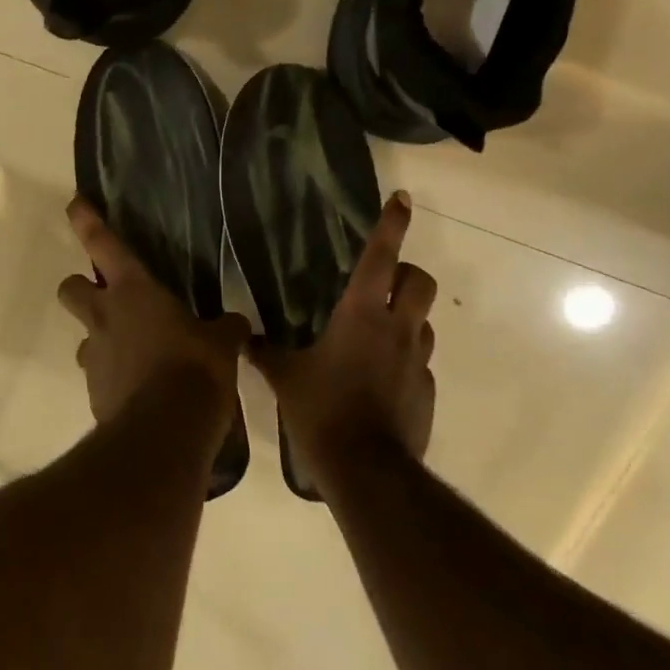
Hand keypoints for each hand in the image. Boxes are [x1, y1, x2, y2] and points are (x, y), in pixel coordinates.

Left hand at [57, 198, 248, 427]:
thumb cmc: (194, 370)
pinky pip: (99, 376)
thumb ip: (225, 328)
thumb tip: (236, 325)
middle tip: (106, 298)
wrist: (165, 433)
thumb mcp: (221, 344)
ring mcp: (94, 357)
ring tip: (136, 354)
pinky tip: (142, 391)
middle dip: (81, 288)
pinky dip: (115, 378)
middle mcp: (104, 317)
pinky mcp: (94, 393)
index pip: (103, 244)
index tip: (74, 204)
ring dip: (101, 340)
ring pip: (84, 337)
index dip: (86, 221)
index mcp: (133, 291)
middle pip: (71, 288)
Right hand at [250, 194, 436, 493]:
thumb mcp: (284, 378)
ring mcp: (417, 361)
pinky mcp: (426, 391)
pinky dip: (404, 359)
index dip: (391, 225)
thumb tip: (243, 338)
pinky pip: (419, 362)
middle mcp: (397, 329)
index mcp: (361, 315)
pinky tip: (380, 380)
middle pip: (420, 281)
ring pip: (423, 321)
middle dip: (407, 273)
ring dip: (407, 317)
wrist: (366, 469)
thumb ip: (265, 353)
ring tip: (378, 333)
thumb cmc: (322, 410)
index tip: (401, 200)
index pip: (381, 257)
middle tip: (384, 283)